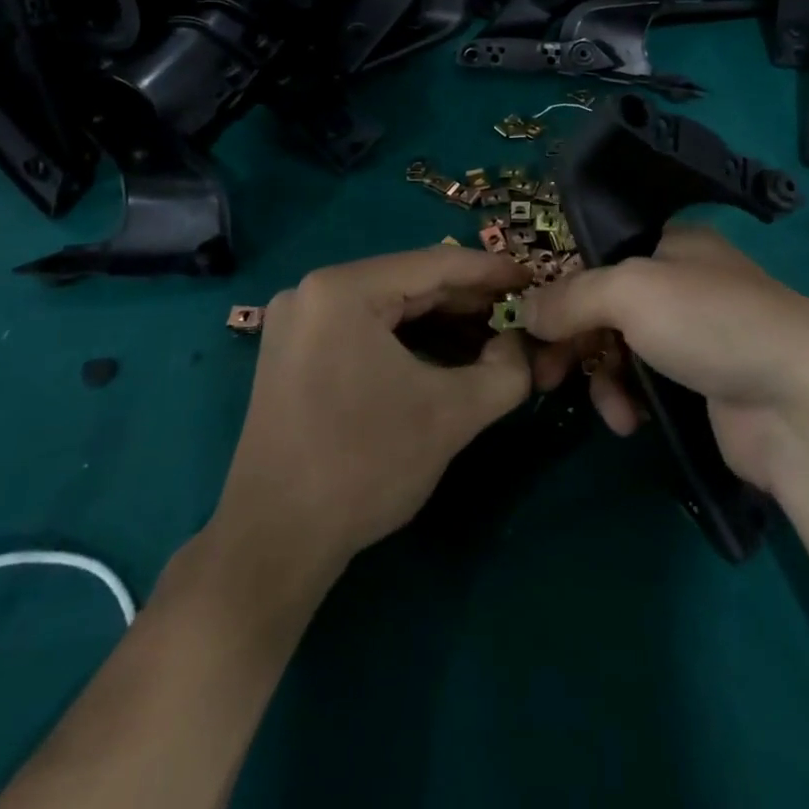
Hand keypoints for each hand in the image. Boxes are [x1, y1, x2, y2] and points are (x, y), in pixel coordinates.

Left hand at [214, 245, 531, 569]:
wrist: (274, 543)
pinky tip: (447, 356)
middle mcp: (314, 291)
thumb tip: (522, 347)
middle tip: (518, 312)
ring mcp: (299, 321)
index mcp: (343, 289)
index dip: (491, 271)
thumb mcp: (452, 415)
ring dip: (441, 322)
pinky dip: (409, 340)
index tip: (533, 278)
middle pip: (409, 283)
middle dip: (468, 300)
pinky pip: (365, 329)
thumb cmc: (364, 466)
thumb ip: (505, 371)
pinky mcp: (295, 351)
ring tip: (492, 335)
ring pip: (389, 307)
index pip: (435, 264)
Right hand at [523, 225, 808, 491]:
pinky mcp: (704, 385)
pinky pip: (647, 385)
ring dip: (603, 378)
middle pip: (607, 305)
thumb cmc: (710, 324)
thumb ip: (571, 297)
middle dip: (574, 341)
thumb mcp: (629, 292)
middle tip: (544, 375)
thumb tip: (524, 311)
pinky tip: (631, 421)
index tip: (535, 323)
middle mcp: (684, 283)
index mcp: (674, 243)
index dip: (565, 288)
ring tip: (609, 407)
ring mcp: (697, 336)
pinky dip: (631, 400)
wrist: (798, 405)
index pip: (602, 256)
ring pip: (623, 349)